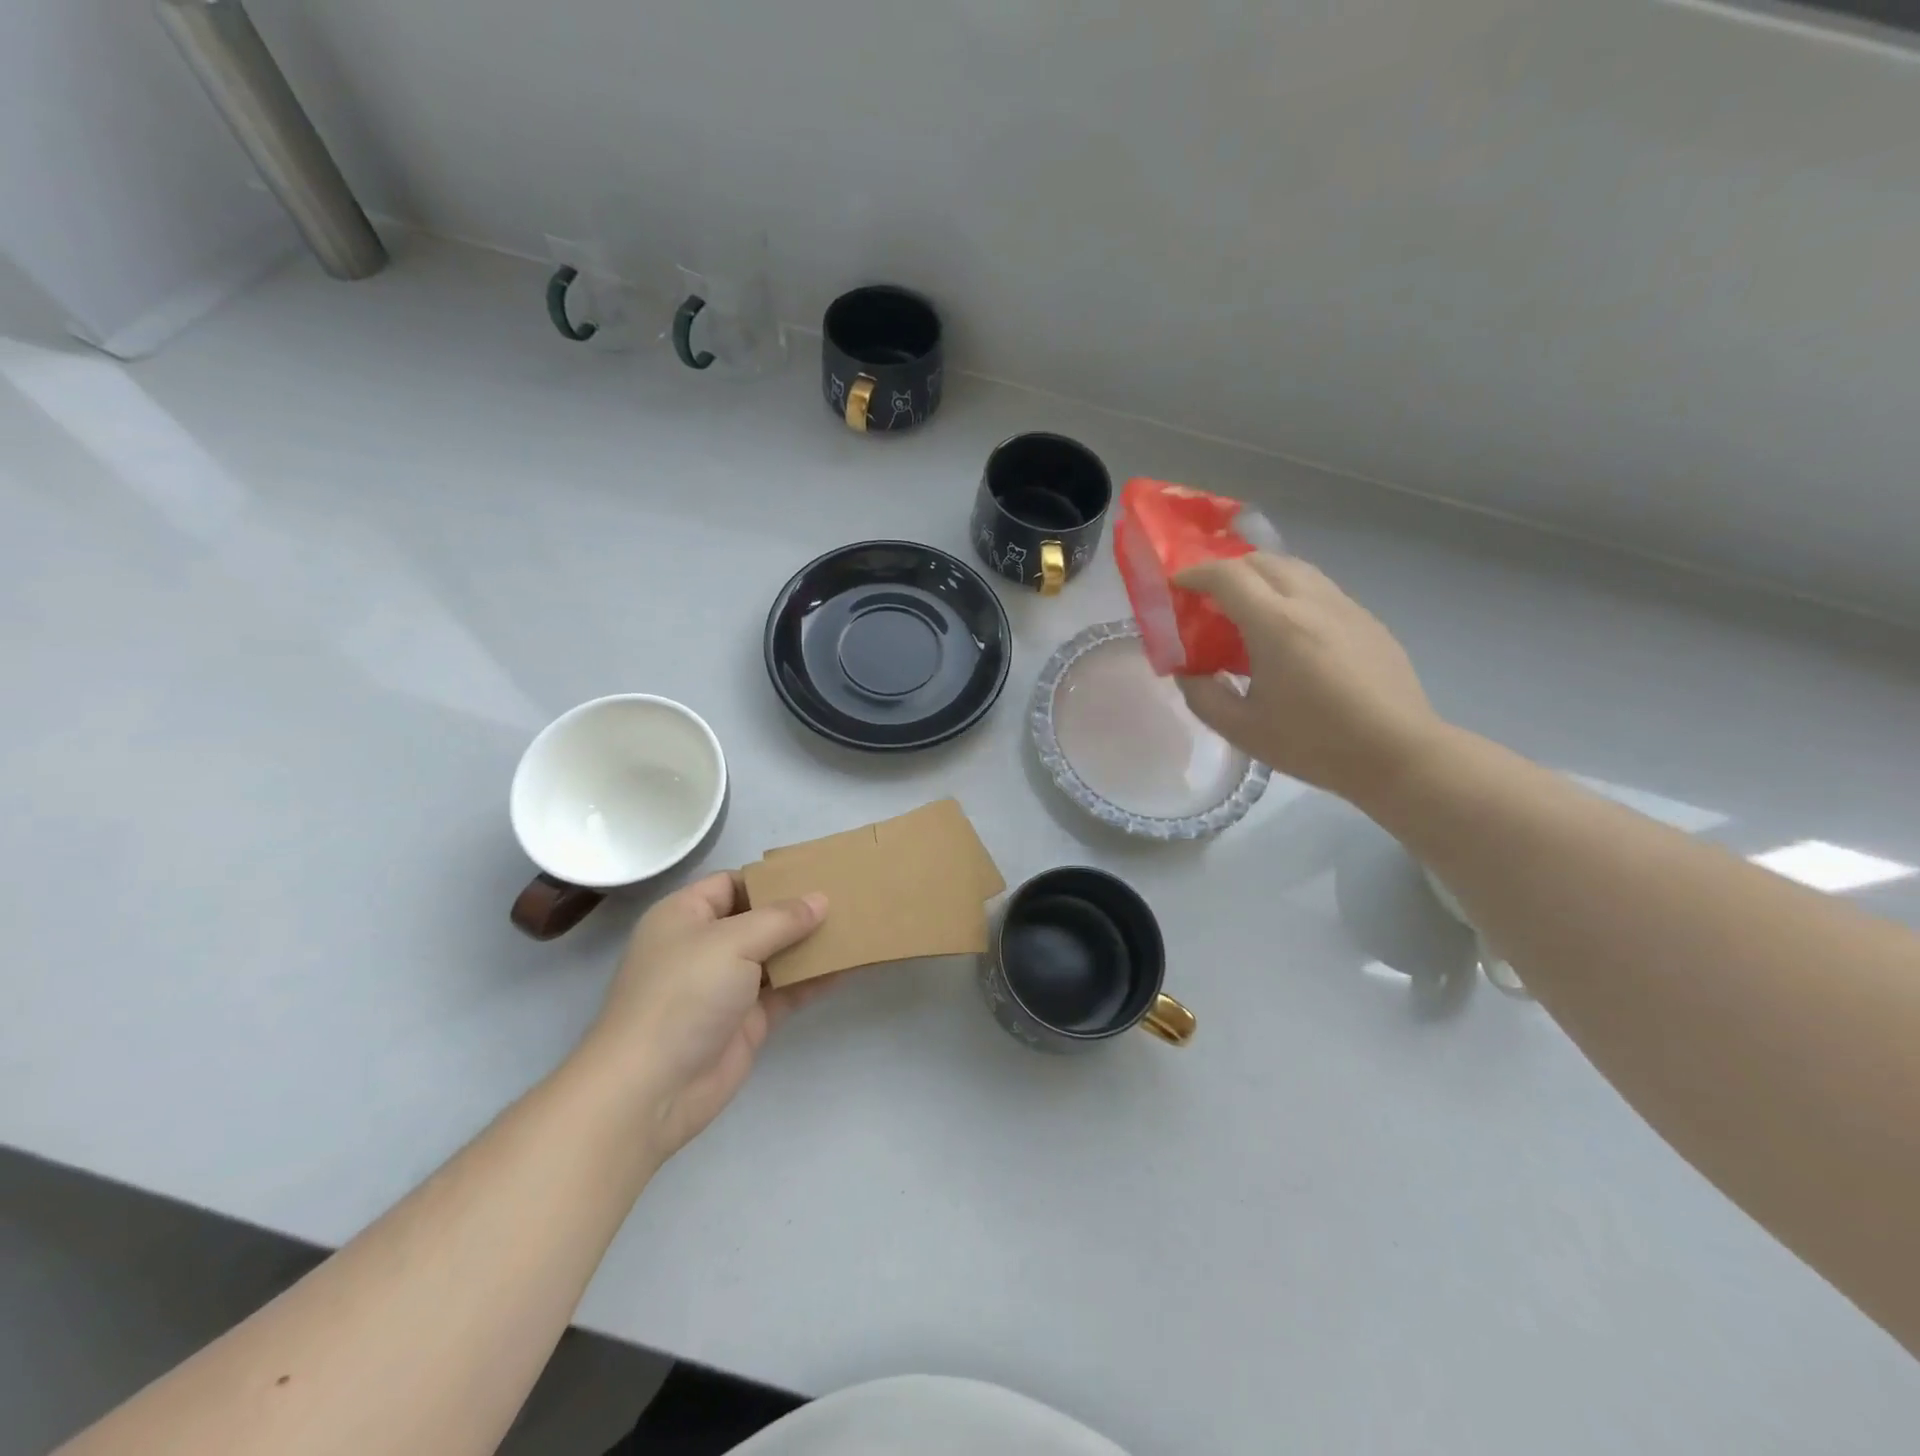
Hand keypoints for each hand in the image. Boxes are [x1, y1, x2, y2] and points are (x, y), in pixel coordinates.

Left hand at [577, 872, 829, 1159]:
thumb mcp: (732, 942)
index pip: (732, 883)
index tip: (816, 874)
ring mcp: (727, 985)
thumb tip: (821, 900)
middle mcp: (705, 946)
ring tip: (856, 925)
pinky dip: (814, 978)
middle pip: (758, 918)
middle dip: (799, 910)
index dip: (771, 878)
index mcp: (685, 916)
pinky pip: (787, 990)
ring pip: (776, 954)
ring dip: (811, 944)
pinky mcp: (747, 1020)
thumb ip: (781, 919)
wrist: (652, 1090)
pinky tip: (849, 965)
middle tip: (847, 896)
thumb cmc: (683, 995)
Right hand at [1175, 553, 1444, 805]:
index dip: (1195, 574)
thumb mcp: (1241, 729)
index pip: (1227, 575)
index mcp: (1276, 624)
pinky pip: (1319, 588)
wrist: (1397, 753)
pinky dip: (1290, 593)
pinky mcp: (1366, 619)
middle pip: (1262, 560)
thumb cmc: (1314, 744)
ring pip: (1295, 568)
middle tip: (1208, 599)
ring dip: (1261, 577)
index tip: (1176, 586)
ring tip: (1246, 608)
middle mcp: (1311, 602)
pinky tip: (1288, 630)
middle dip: (1227, 570)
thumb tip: (1188, 671)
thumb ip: (1202, 695)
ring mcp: (1345, 606)